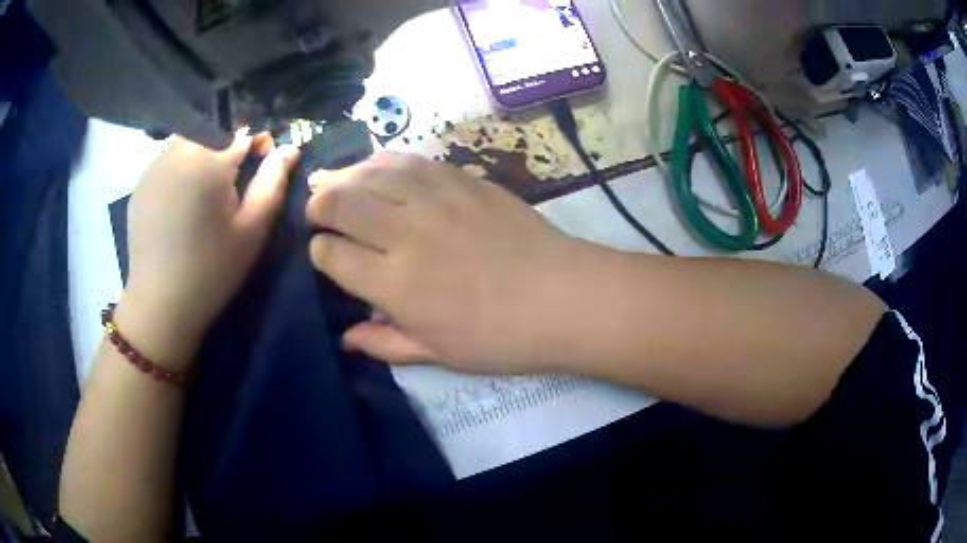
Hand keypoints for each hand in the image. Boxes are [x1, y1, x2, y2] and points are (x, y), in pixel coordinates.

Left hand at [120, 131, 299, 363]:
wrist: (160, 305)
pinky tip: (181, 196)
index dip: (258, 143)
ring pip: (188, 138)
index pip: (242, 131)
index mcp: (208, 161)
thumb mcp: (251, 231)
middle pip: (212, 128)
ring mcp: (154, 166)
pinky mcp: (140, 183)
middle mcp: (178, 152)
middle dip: (228, 143)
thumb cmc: (211, 270)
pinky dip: (181, 164)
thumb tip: (291, 148)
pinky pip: (167, 158)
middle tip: (232, 177)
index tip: (263, 162)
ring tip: (206, 186)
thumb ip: (273, 183)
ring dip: (203, 150)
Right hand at [305, 153, 584, 373]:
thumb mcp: (437, 353)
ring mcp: (435, 199)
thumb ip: (384, 343)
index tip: (324, 255)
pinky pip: (410, 161)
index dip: (319, 254)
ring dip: (343, 175)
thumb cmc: (499, 336)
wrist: (561, 296)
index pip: (332, 255)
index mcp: (395, 283)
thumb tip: (345, 339)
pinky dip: (383, 161)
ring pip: (371, 173)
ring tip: (332, 181)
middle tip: (316, 211)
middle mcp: (405, 233)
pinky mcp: (462, 179)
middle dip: (318, 205)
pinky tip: (374, 165)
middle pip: (340, 203)